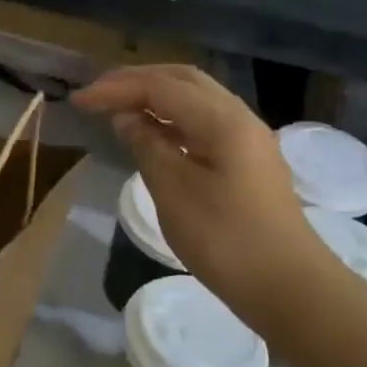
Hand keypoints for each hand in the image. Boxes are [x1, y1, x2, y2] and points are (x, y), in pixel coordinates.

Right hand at [74, 65, 336, 324]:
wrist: (288, 286)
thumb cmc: (225, 239)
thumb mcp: (174, 191)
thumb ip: (147, 146)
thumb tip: (127, 118)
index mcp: (222, 120)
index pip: (160, 87)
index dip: (116, 88)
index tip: (78, 100)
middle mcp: (239, 118)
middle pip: (182, 81)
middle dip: (137, 81)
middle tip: (97, 93)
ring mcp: (247, 139)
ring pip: (195, 100)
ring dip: (154, 97)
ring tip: (117, 108)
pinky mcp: (246, 161)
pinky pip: (203, 123)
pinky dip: (171, 119)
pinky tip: (151, 134)